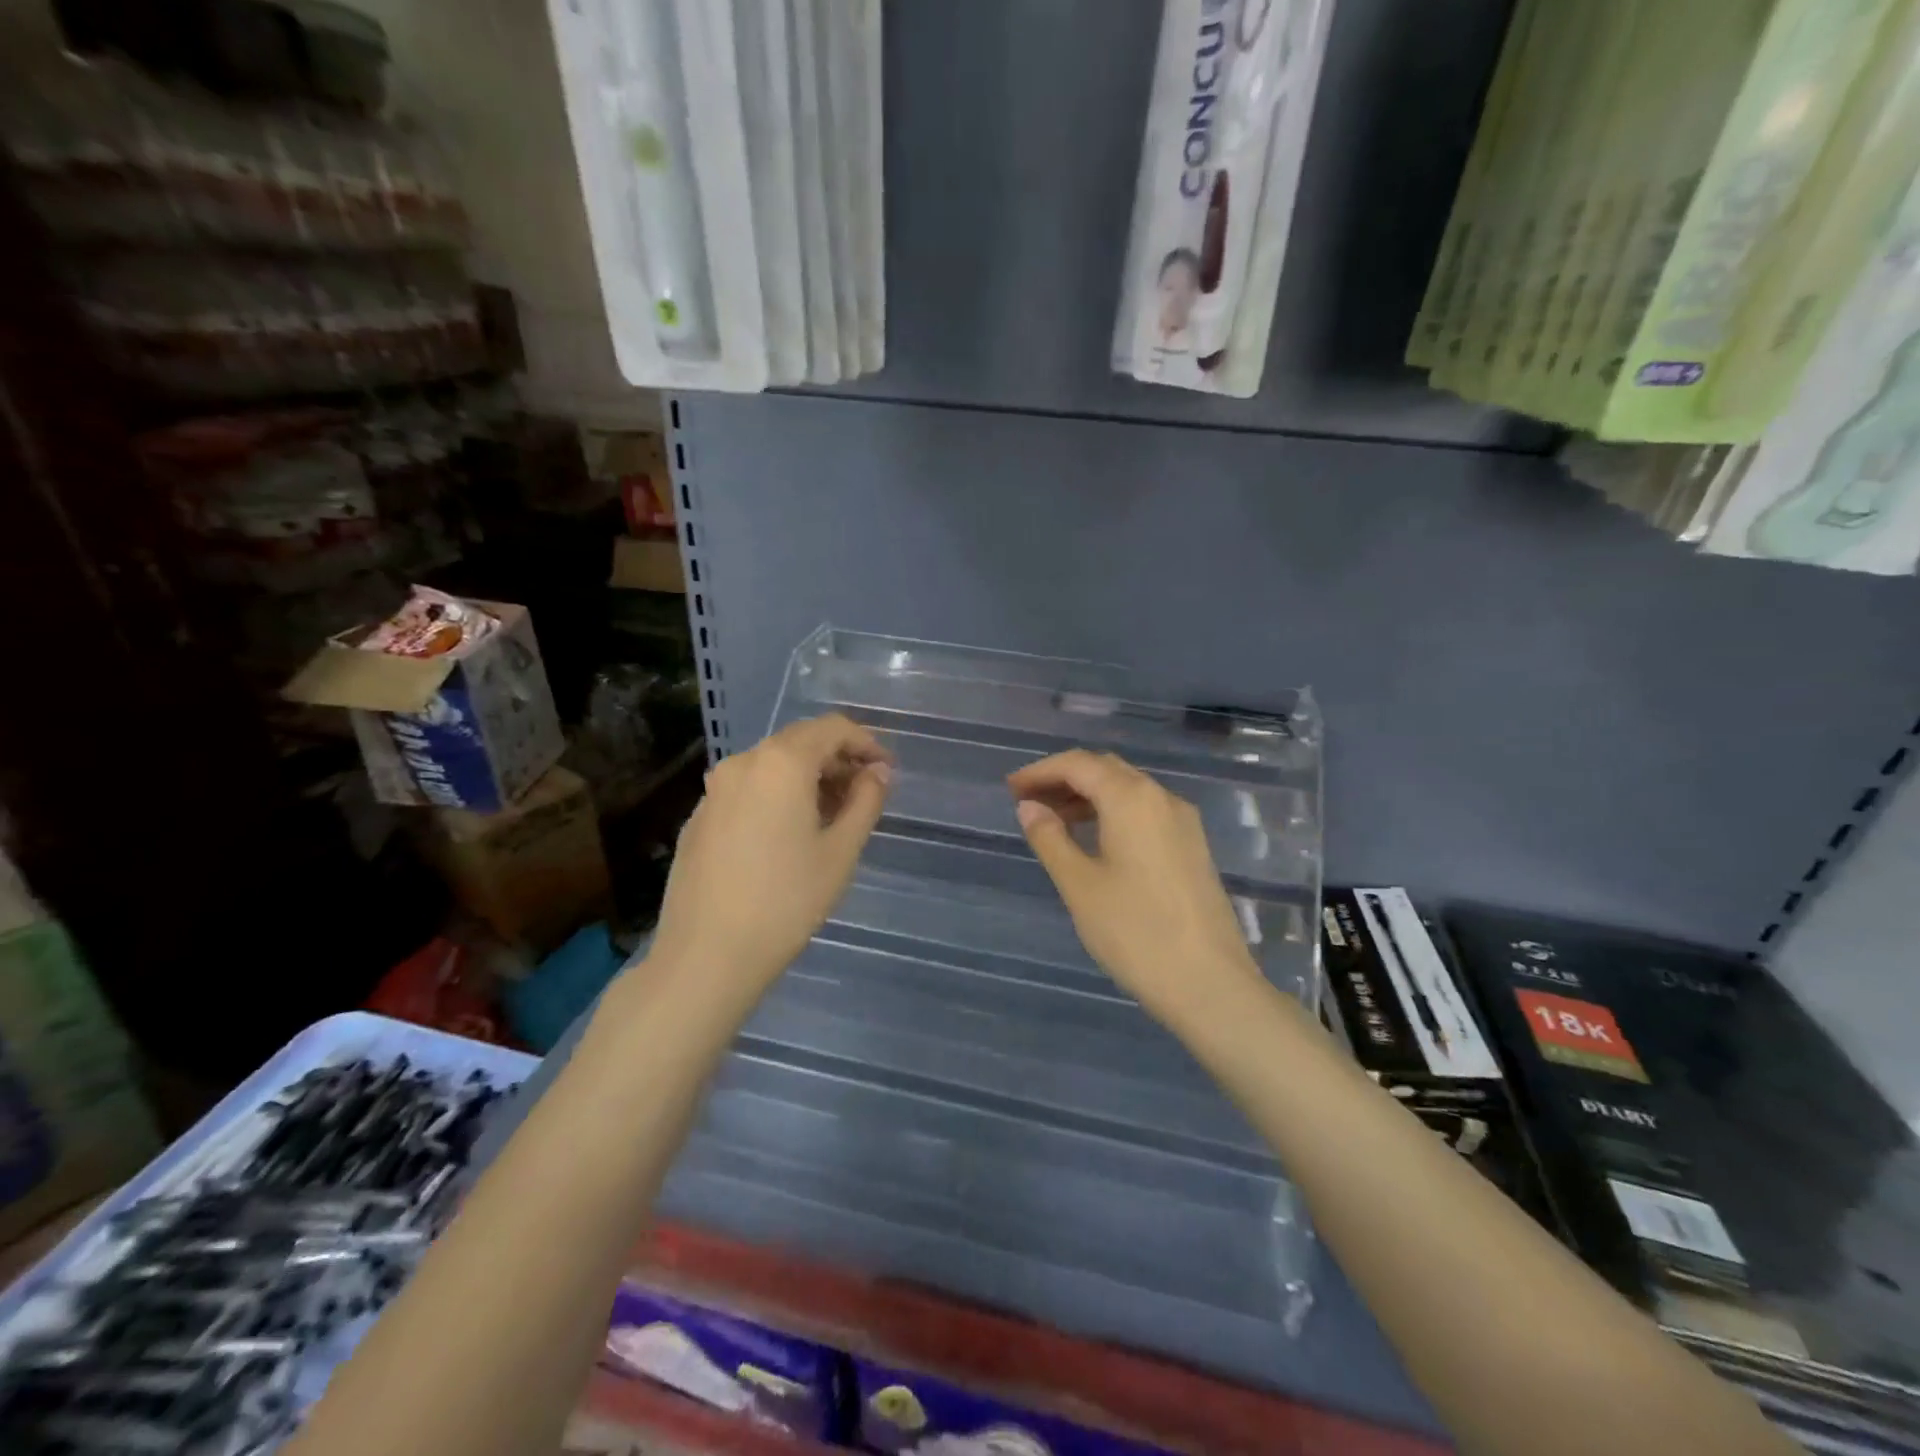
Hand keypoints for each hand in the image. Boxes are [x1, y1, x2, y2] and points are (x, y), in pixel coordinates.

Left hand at [650, 714, 891, 996]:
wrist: (706, 955)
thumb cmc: (786, 901)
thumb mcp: (841, 852)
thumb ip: (865, 801)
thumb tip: (877, 773)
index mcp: (781, 763)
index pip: (832, 728)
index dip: (866, 743)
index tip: (886, 772)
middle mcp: (743, 763)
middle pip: (800, 742)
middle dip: (837, 760)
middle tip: (864, 795)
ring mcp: (715, 789)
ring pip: (772, 766)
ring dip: (808, 778)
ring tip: (831, 817)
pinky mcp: (700, 817)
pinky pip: (748, 789)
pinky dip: (777, 796)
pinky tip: (788, 836)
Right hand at [1007, 750, 1257, 1022]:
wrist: (1210, 984)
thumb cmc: (1135, 931)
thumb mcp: (1080, 885)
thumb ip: (1050, 838)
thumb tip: (1029, 807)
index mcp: (1132, 798)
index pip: (1078, 764)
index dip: (1040, 771)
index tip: (1010, 789)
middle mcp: (1162, 798)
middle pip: (1105, 770)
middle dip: (1064, 779)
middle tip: (1028, 802)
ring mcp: (1183, 822)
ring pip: (1127, 790)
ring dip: (1088, 796)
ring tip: (1053, 822)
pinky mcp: (1192, 846)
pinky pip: (1144, 812)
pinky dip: (1112, 813)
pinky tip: (1093, 841)